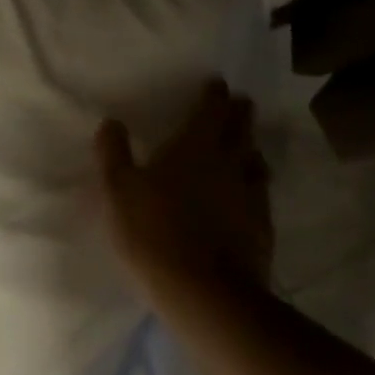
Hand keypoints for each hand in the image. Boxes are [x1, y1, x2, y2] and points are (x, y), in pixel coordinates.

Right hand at [95, 78, 273, 301]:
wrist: (204, 291)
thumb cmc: (152, 231)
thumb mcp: (118, 189)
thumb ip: (114, 153)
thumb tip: (113, 122)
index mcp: (193, 149)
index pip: (210, 112)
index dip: (214, 96)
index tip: (218, 83)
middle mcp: (227, 165)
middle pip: (240, 131)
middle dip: (239, 114)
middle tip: (240, 102)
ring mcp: (249, 196)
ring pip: (255, 161)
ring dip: (250, 147)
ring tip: (246, 144)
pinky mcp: (261, 226)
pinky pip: (260, 193)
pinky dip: (254, 182)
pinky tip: (248, 192)